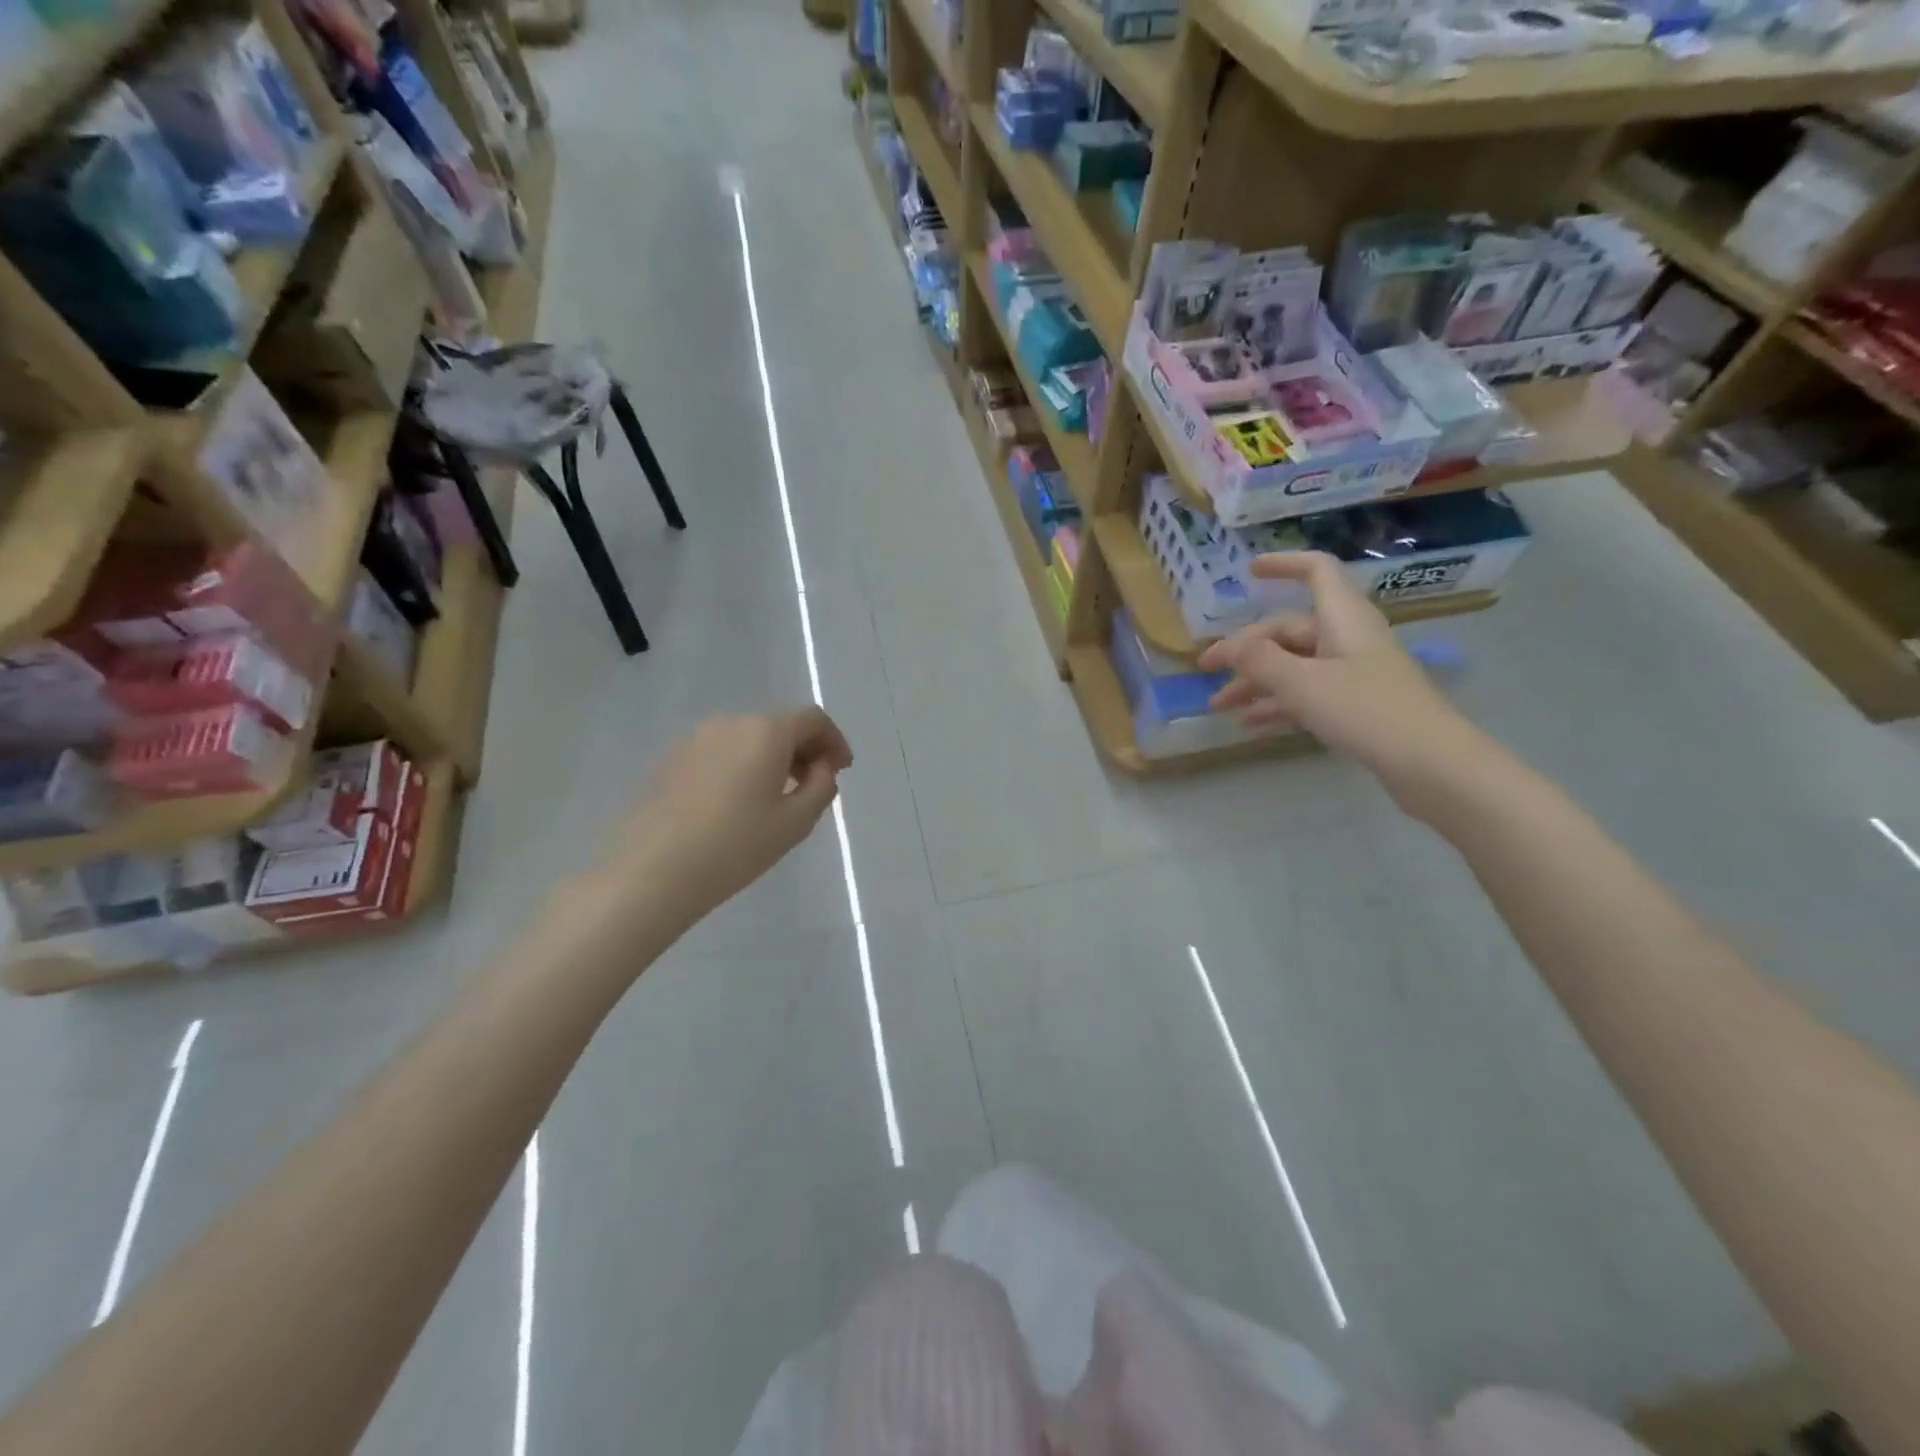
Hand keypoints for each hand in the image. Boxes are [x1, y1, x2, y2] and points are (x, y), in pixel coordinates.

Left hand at [586, 707, 852, 937]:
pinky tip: (738, 803)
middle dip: (804, 749)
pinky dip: (742, 765)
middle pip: (779, 725)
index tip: (841, 769)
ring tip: (777, 797)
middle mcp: (731, 722)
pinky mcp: (672, 759)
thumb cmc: (735, 846)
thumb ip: (821, 786)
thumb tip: (821, 766)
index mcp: (766, 731)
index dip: (834, 740)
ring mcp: (696, 738)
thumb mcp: (795, 822)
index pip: (813, 719)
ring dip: (772, 757)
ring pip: (748, 737)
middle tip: (814, 785)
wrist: (652, 871)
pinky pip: (722, 751)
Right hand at [1198, 552, 1484, 802]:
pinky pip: (1306, 693)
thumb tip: (1229, 646)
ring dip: (1255, 681)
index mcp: (1342, 619)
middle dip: (1246, 649)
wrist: (1429, 764)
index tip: (1248, 572)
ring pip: (1293, 665)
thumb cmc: (1366, 711)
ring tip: (1219, 705)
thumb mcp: (1302, 684)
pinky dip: (1277, 703)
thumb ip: (1260, 661)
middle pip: (1290, 629)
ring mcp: (1353, 672)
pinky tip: (1249, 724)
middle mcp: (1348, 638)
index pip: (1316, 571)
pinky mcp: (1356, 704)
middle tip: (1206, 671)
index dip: (1283, 565)